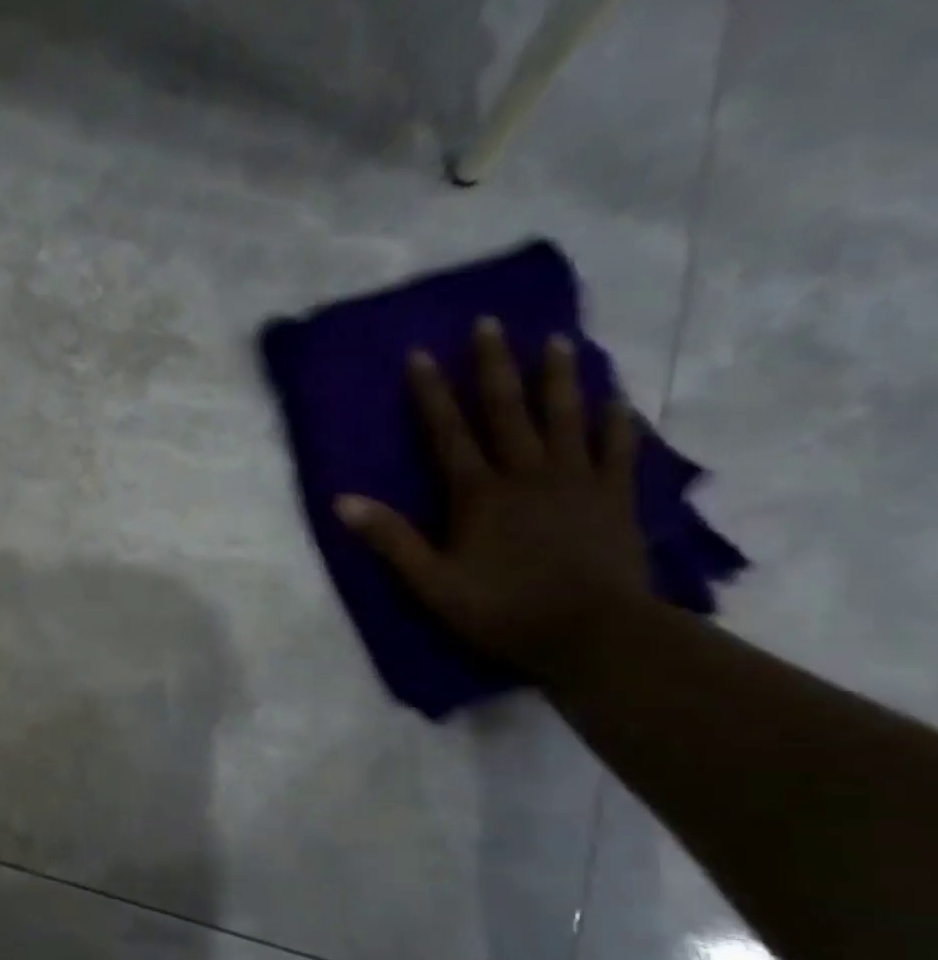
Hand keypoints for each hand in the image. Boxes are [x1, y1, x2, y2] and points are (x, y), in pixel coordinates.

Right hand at [335, 317, 652, 679]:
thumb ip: (390, 539)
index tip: (420, 353)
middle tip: (490, 324)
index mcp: (478, 494)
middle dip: (494, 366)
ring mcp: (577, 481)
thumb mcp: (431, 583)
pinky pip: (617, 448)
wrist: (593, 635)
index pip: (448, 433)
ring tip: (557, 340)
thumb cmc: (501, 611)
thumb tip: (342, 501)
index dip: (431, 394)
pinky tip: (616, 397)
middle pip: (507, 411)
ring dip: (557, 378)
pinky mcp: (615, 497)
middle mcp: (527, 474)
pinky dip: (616, 420)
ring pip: (565, 417)